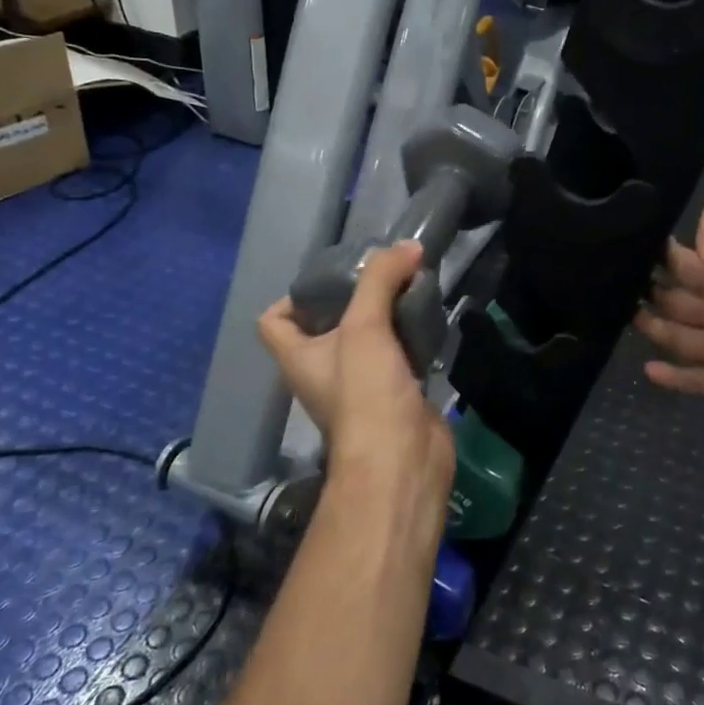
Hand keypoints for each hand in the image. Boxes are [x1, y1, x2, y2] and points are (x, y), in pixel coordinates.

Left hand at [258, 241, 453, 508]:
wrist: (402, 458)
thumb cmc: (365, 393)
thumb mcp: (364, 327)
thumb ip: (380, 280)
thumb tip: (407, 246)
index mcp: (299, 357)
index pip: (274, 320)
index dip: (291, 297)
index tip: (328, 278)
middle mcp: (323, 371)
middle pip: (328, 325)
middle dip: (354, 297)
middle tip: (381, 274)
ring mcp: (360, 386)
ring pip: (368, 339)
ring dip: (387, 315)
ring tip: (410, 288)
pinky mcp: (394, 394)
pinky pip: (399, 355)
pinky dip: (411, 336)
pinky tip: (429, 319)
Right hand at [636, 189, 703, 498]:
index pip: (698, 261)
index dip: (667, 253)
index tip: (627, 242)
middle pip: (691, 298)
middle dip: (657, 290)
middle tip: (611, 283)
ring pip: (690, 336)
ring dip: (661, 328)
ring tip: (620, 320)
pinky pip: (698, 376)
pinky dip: (677, 373)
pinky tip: (648, 371)